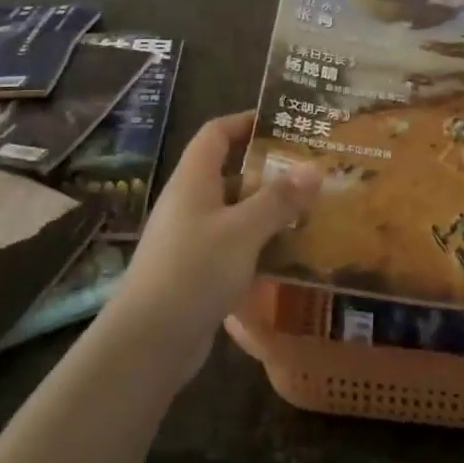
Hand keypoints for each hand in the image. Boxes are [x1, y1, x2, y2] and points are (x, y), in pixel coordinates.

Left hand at [109, 111, 321, 379]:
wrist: (148, 341)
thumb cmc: (194, 270)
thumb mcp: (243, 230)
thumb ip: (279, 199)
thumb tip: (315, 167)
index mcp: (193, 179)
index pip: (216, 133)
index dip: (245, 121)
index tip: (283, 122)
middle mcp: (189, 201)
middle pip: (229, 171)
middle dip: (267, 169)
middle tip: (310, 170)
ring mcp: (190, 237)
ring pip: (234, 211)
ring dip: (267, 209)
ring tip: (311, 209)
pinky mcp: (196, 270)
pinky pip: (233, 244)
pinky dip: (258, 243)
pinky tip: (289, 255)